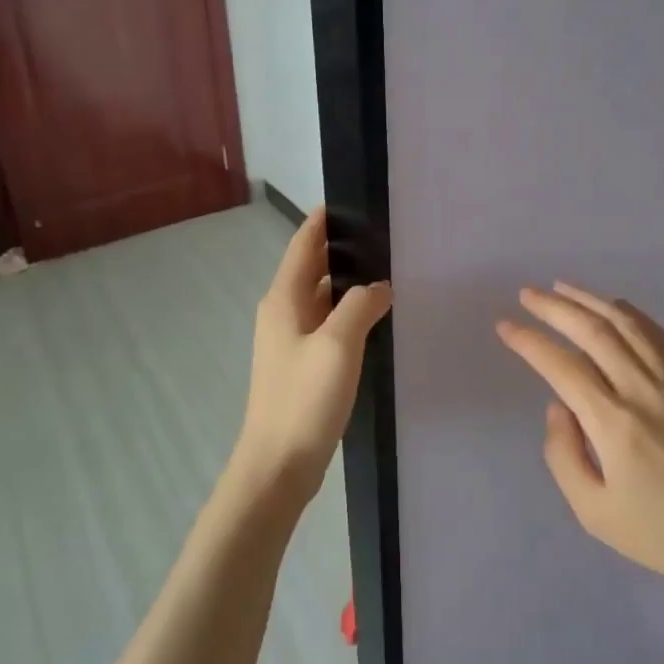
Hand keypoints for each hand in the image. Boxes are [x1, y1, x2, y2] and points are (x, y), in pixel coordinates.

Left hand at [228, 207, 391, 510]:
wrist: (278, 463)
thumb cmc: (304, 399)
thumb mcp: (337, 345)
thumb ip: (360, 306)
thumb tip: (379, 286)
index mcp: (283, 299)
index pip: (302, 245)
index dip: (322, 221)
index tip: (349, 200)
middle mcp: (282, 313)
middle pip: (310, 269)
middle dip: (340, 250)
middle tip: (382, 237)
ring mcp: (291, 342)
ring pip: (320, 299)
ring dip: (346, 284)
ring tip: (386, 271)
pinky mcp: (302, 366)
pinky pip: (326, 326)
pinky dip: (346, 314)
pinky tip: (373, 319)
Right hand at [496, 283, 663, 608]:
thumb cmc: (662, 532)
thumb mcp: (594, 511)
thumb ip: (563, 455)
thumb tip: (557, 407)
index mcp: (613, 423)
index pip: (562, 366)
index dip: (529, 341)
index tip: (504, 325)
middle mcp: (642, 390)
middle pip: (593, 331)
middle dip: (554, 307)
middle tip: (527, 294)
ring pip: (627, 324)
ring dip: (591, 300)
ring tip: (562, 287)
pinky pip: (660, 336)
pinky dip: (632, 314)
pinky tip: (616, 307)